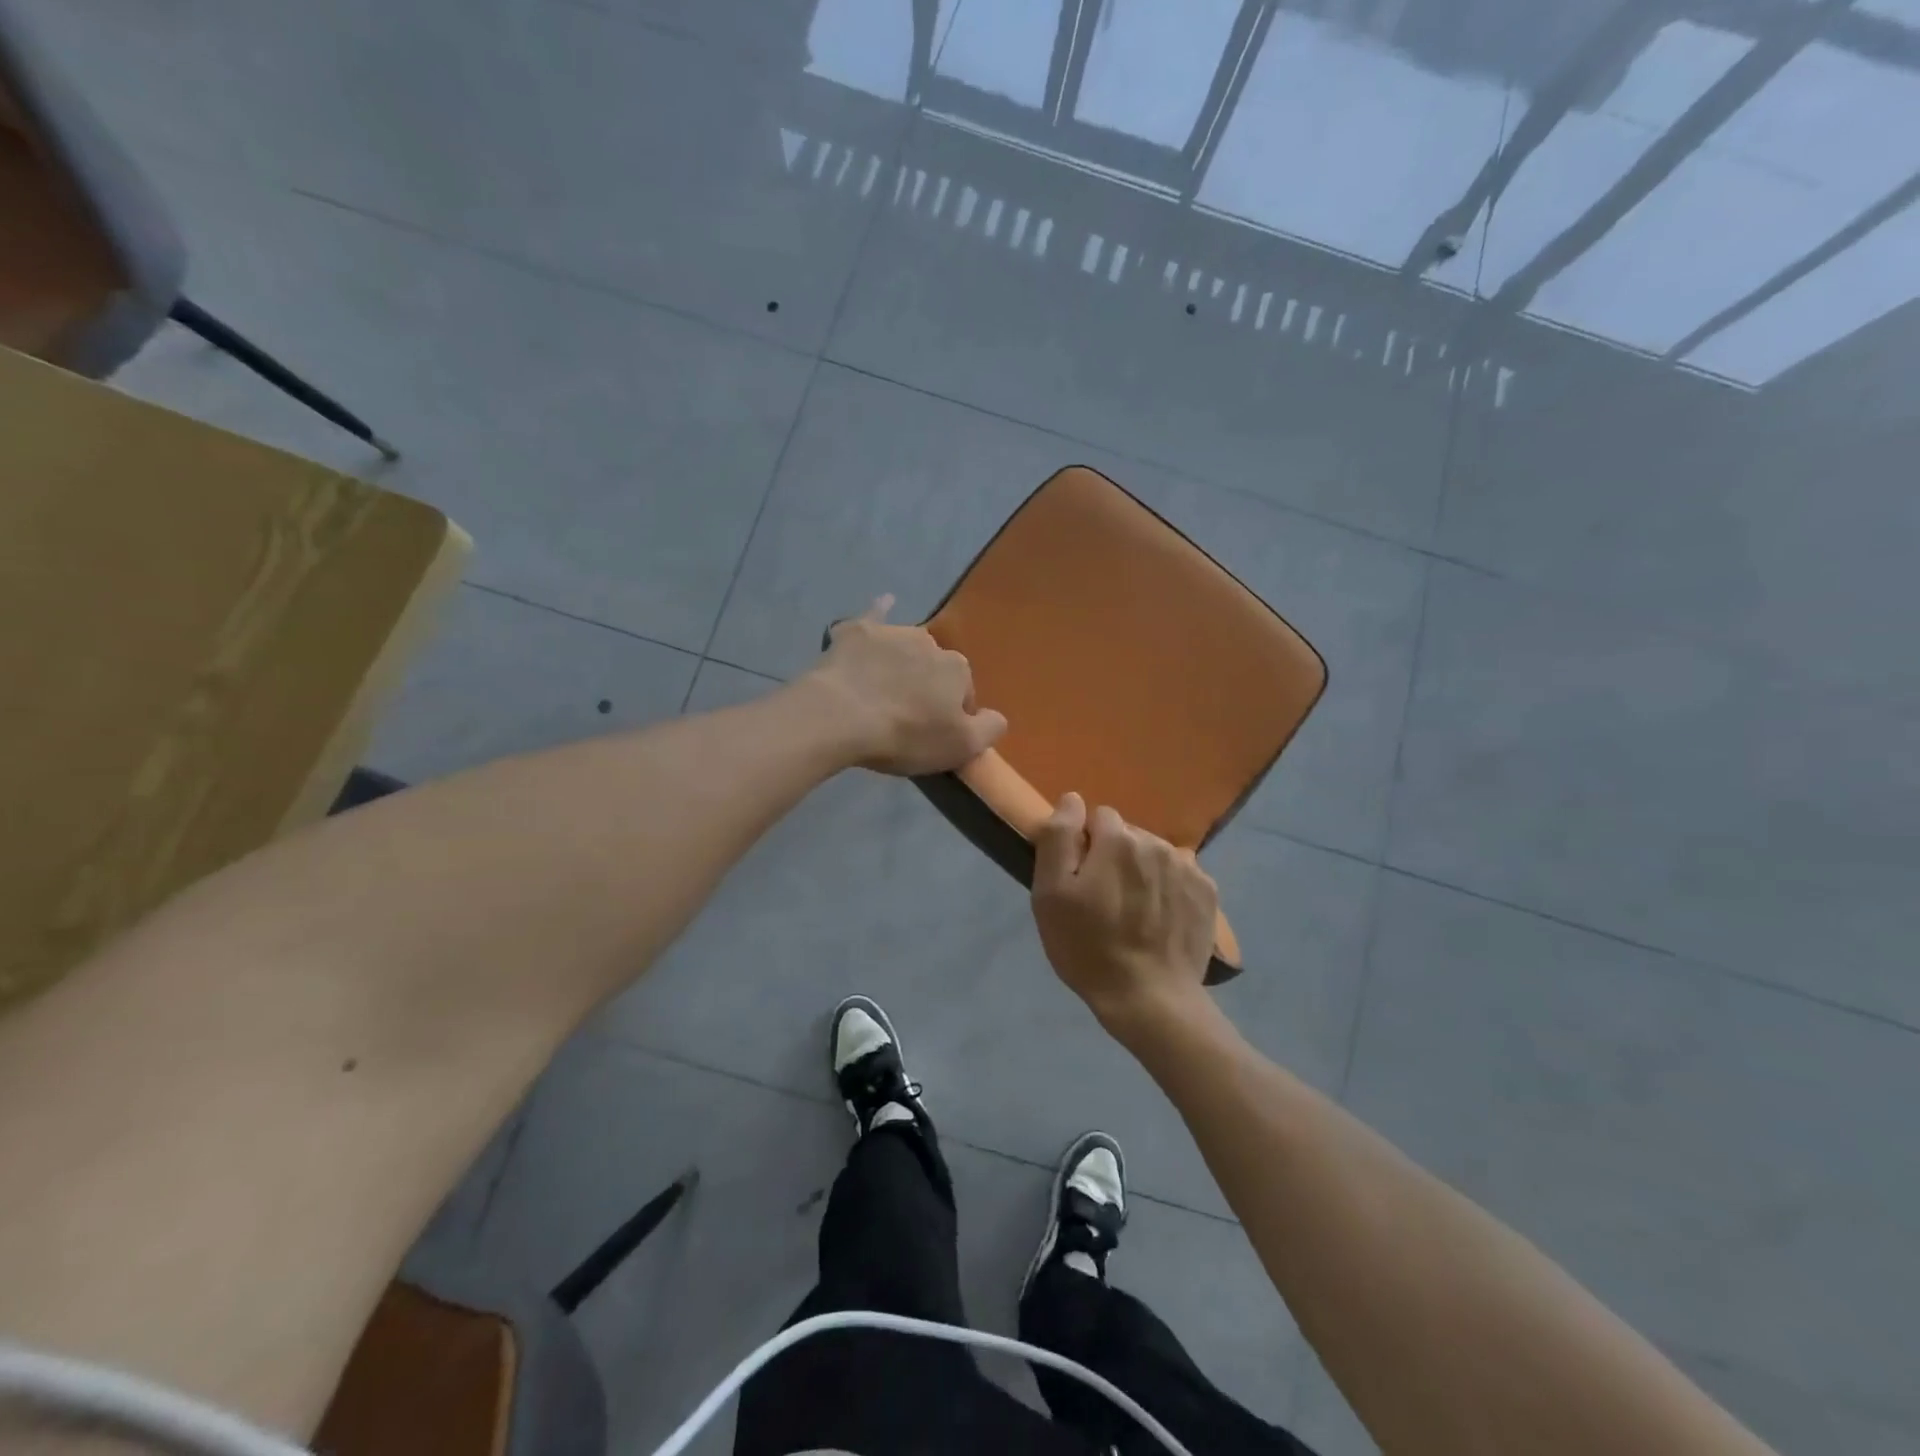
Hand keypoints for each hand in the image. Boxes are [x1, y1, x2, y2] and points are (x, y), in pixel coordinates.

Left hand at [808, 595, 1007, 774]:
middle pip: (934, 669)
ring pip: (906, 647)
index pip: (964, 694)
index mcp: (957, 669)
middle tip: (905, 717)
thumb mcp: (961, 747)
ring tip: (882, 689)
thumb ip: (989, 729)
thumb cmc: (906, 735)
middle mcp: (930, 642)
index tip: (930, 734)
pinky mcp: (856, 632)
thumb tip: (997, 716)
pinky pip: (873, 616)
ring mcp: (892, 632)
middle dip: (926, 687)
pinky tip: (884, 602)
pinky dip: (880, 610)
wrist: (841, 716)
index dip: (949, 716)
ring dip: (902, 662)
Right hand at [1032, 793, 1216, 1035]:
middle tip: (1104, 899)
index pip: (1097, 817)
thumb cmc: (1088, 947)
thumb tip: (1072, 799)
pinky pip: (1179, 875)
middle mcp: (1157, 843)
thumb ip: (1058, 837)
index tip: (1081, 878)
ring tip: (1133, 912)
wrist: (1150, 999)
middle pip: (1128, 835)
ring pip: (1154, 854)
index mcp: (1118, 839)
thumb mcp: (1050, 894)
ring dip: (1142, 871)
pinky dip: (1168, 888)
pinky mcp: (1208, 893)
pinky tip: (1160, 919)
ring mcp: (1188, 867)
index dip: (1085, 845)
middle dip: (1114, 856)